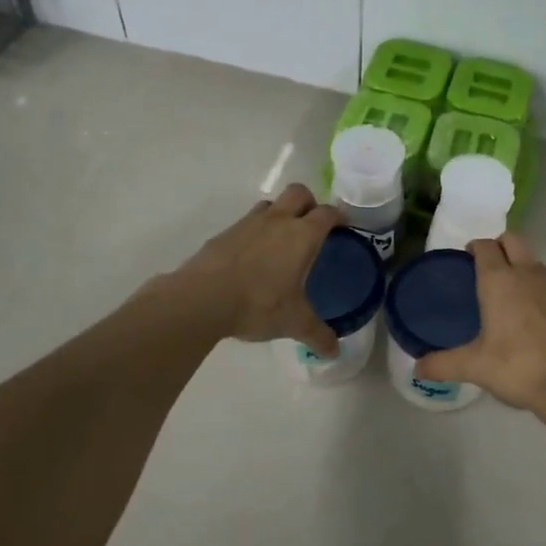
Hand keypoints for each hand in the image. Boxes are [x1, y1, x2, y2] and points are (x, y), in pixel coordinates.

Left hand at [167, 184, 341, 355]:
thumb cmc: (258, 304)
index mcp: (302, 235)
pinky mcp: (224, 234)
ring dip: (280, 213)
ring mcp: (248, 223)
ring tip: (281, 239)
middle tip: (312, 225)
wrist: (201, 299)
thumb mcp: (293, 322)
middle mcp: (278, 221)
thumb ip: (317, 334)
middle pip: (299, 192)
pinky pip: (246, 223)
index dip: (338, 217)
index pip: (327, 213)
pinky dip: (255, 232)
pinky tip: (252, 257)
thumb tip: (334, 352)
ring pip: (270, 204)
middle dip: (309, 203)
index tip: (343, 227)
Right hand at [416, 235, 545, 417]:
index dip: (475, 247)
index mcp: (499, 281)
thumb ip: (442, 364)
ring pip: (535, 262)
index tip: (467, 258)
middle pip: (513, 239)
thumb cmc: (517, 367)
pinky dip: (543, 292)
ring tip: (512, 296)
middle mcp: (528, 273)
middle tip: (488, 267)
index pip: (485, 245)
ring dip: (522, 268)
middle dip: (500, 245)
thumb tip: (417, 367)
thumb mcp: (474, 367)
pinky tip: (538, 319)